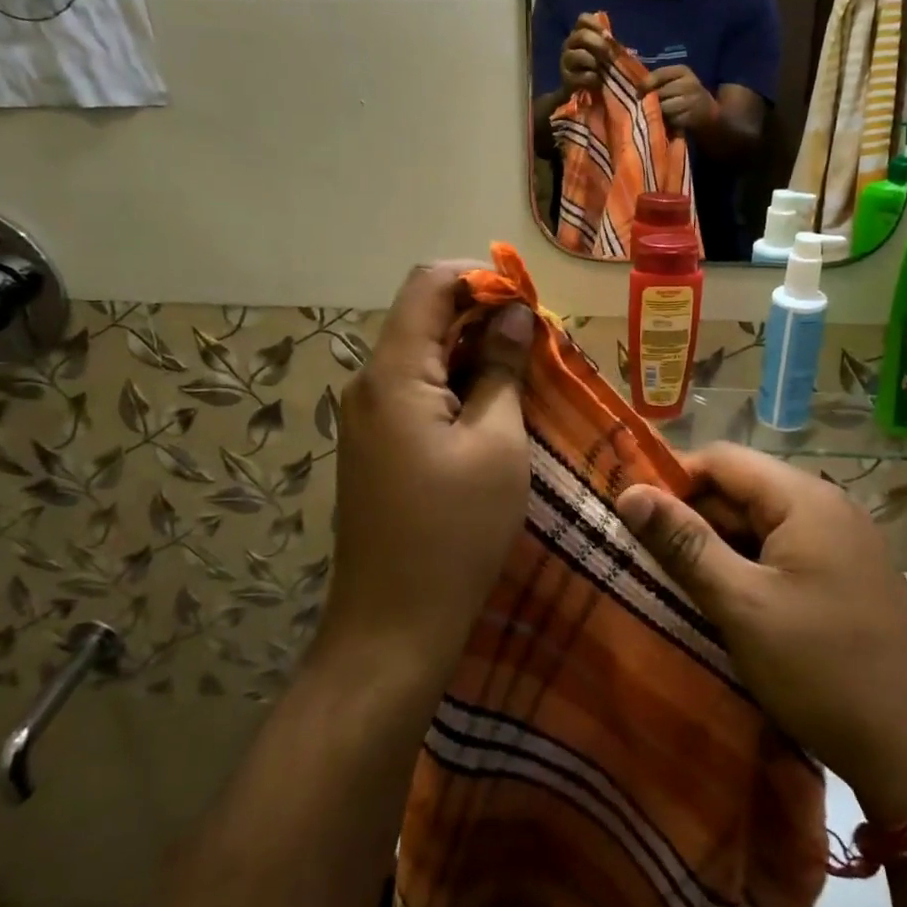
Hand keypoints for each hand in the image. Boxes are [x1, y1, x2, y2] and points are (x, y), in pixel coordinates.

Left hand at [317, 263, 534, 693]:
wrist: (392, 628)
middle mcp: (369, 383)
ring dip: (474, 353)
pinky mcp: (375, 444)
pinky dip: (456, 385)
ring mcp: (366, 416)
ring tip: (526, 377)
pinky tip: (494, 410)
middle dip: (484, 317)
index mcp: (394, 373)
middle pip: (425, 316)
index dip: (481, 278)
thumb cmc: (455, 534)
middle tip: (540, 345)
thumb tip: (515, 314)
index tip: (530, 304)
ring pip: (423, 355)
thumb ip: (503, 369)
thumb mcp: (497, 445)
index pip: (430, 283)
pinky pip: (416, 391)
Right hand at [560, 13, 613, 94]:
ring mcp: (565, 63)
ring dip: (592, 61)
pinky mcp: (566, 80)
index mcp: (579, 34)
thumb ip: (608, 43)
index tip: (607, 35)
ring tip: (602, 69)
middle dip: (598, 43)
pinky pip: (579, 76)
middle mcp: (569, 45)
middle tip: (610, 54)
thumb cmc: (598, 69)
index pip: (583, 20)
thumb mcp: (604, 53)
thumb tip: (613, 40)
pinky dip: (591, 78)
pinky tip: (598, 81)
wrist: (586, 92)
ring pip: (576, 55)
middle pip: (580, 36)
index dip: (595, 24)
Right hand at [616, 444, 906, 826]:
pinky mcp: (847, 578)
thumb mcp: (742, 606)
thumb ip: (684, 544)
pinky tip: (726, 603)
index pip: (722, 459)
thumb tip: (630, 492)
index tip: (632, 515)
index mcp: (805, 499)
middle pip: (742, 490)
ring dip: (718, 547)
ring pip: (761, 525)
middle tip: (647, 557)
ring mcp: (843, 544)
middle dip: (693, 518)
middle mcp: (828, 507)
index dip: (672, 479)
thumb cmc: (822, 671)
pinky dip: (749, 569)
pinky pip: (784, 554)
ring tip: (677, 583)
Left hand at [644, 64, 716, 132]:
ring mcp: (692, 101)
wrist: (707, 113)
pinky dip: (665, 122)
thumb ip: (657, 80)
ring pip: (663, 108)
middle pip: (659, 93)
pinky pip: (670, 120)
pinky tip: (666, 122)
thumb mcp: (674, 81)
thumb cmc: (683, 95)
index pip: (658, 75)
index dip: (645, 85)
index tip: (638, 93)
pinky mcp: (691, 118)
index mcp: (682, 70)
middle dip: (650, 100)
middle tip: (645, 106)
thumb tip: (637, 89)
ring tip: (656, 114)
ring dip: (656, 113)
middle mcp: (689, 83)